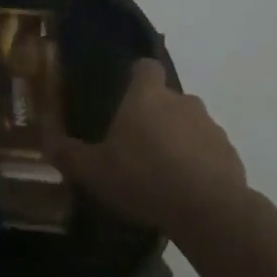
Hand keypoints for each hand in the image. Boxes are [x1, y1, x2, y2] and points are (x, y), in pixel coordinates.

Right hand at [45, 59, 250, 239]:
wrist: (208, 209)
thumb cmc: (143, 178)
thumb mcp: (94, 171)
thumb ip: (69, 154)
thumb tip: (46, 141)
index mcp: (147, 96)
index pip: (146, 67)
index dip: (136, 77)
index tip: (125, 96)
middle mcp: (182, 101)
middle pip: (166, 99)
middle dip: (154, 116)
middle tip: (135, 146)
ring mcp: (210, 126)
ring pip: (189, 125)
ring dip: (177, 140)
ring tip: (161, 173)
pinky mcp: (230, 153)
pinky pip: (208, 151)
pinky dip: (198, 163)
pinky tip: (185, 190)